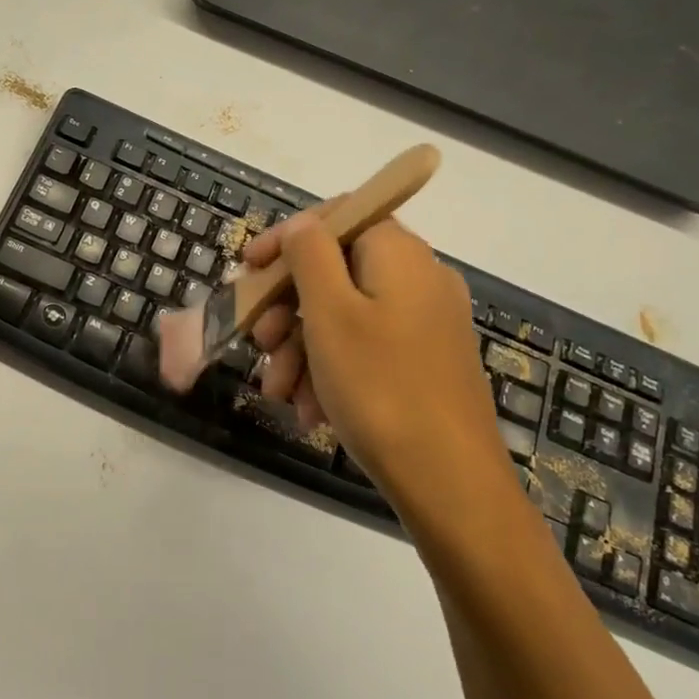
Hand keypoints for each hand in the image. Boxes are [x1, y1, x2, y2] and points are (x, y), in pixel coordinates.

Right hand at [247, 215, 510, 508]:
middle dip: (286, 308)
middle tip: (258, 342)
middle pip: (335, 272)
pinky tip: (310, 411)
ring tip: (278, 392)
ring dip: (301, 348)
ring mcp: (424, 324)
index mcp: (399, 255)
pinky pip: (365, 350)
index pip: (337, 217)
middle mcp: (418, 280)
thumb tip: (301, 225)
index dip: (286, 238)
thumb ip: (309, 254)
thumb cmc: (379, 386)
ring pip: (344, 317)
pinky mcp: (424, 363)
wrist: (449, 480)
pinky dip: (331, 371)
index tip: (249, 269)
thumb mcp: (330, 313)